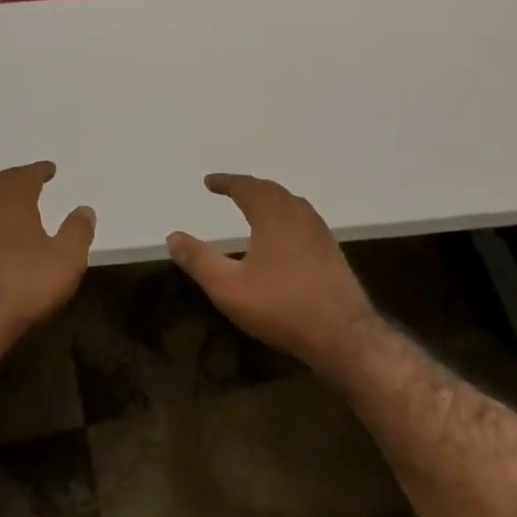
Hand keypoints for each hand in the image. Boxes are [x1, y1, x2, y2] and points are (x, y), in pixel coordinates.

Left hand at [0, 162, 94, 357]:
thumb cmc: (24, 284)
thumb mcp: (66, 259)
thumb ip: (77, 231)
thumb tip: (84, 209)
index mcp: (10, 200)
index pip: (25, 175)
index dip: (39, 171)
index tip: (49, 169)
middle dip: (15, 180)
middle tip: (29, 181)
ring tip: (10, 207)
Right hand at [167, 173, 376, 368]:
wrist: (343, 335)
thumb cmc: (281, 306)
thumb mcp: (228, 287)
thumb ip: (199, 260)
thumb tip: (173, 236)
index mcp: (273, 215)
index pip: (246, 187)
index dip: (226, 182)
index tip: (210, 181)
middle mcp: (299, 215)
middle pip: (271, 191)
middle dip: (248, 187)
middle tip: (230, 189)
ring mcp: (320, 233)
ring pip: (290, 204)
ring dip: (269, 200)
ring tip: (252, 207)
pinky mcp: (331, 252)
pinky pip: (302, 220)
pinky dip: (284, 216)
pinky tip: (281, 237)